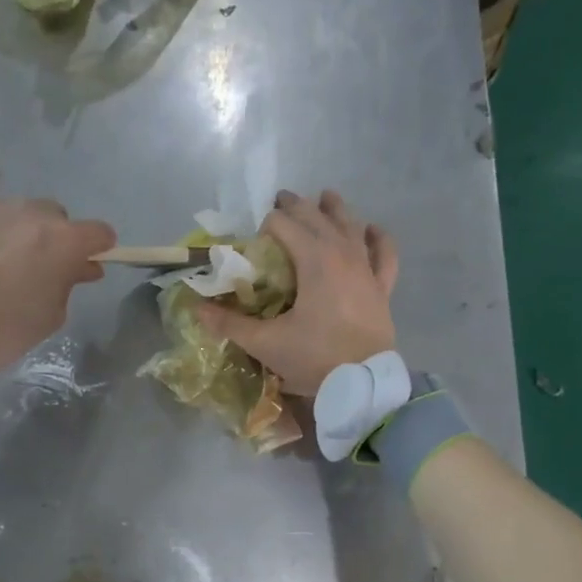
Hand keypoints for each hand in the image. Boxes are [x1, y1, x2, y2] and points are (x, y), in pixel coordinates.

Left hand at [0, 199, 114, 368]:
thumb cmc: (3, 330)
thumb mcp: (50, 316)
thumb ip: (69, 283)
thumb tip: (79, 267)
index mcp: (60, 241)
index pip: (99, 232)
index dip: (100, 247)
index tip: (92, 262)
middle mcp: (30, 214)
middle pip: (57, 216)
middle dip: (57, 237)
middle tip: (44, 267)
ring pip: (21, 212)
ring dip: (24, 231)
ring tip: (7, 262)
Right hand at [197, 189, 398, 393]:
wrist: (363, 385)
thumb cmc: (314, 359)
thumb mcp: (266, 343)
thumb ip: (231, 324)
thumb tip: (198, 310)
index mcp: (314, 260)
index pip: (285, 226)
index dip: (267, 226)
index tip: (255, 241)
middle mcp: (343, 254)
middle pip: (317, 218)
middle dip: (296, 206)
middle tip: (280, 200)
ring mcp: (366, 270)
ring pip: (352, 227)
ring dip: (336, 210)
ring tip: (326, 197)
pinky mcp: (381, 289)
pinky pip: (384, 255)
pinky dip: (378, 239)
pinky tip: (371, 230)